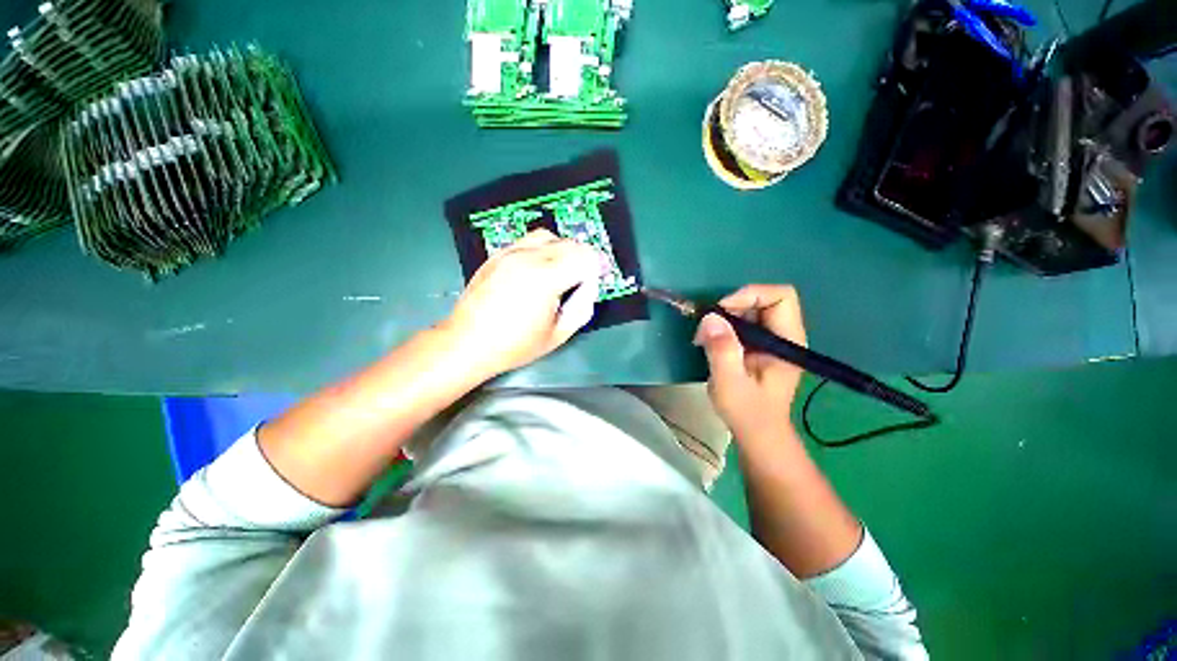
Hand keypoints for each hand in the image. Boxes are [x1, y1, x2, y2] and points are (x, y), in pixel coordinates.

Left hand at [443, 230, 603, 377]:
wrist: (468, 342)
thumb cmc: (515, 345)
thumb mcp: (558, 335)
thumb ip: (583, 307)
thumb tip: (589, 286)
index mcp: (545, 278)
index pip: (584, 257)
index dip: (598, 266)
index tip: (600, 276)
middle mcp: (528, 257)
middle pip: (569, 243)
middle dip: (584, 257)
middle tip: (584, 277)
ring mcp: (510, 253)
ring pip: (549, 236)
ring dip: (563, 249)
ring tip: (562, 270)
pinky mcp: (498, 255)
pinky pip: (528, 241)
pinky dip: (543, 249)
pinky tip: (539, 269)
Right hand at [694, 285, 806, 443]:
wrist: (757, 432)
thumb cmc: (747, 412)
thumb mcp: (730, 383)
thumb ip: (722, 350)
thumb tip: (710, 318)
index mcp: (788, 342)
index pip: (781, 297)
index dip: (751, 295)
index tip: (721, 312)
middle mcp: (785, 335)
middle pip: (764, 299)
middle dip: (732, 306)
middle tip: (708, 326)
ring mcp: (772, 339)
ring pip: (751, 309)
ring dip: (725, 316)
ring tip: (704, 336)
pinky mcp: (759, 345)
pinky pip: (743, 321)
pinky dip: (724, 325)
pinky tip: (710, 341)